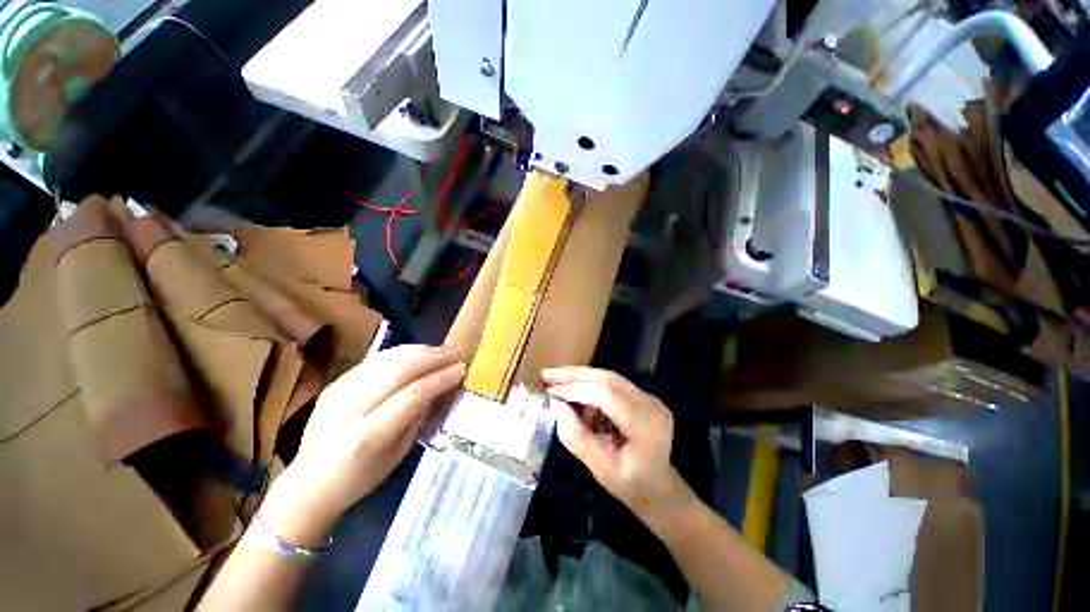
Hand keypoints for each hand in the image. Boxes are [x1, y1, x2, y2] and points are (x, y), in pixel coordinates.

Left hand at [261, 345, 465, 545]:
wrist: (310, 483)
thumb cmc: (360, 477)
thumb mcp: (398, 454)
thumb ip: (418, 416)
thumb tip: (439, 385)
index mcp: (368, 435)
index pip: (412, 394)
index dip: (441, 377)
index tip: (461, 368)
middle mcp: (350, 408)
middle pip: (398, 369)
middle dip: (433, 357)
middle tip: (455, 354)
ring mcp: (339, 390)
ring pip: (387, 358)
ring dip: (419, 350)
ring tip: (441, 351)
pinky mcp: (336, 382)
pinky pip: (376, 359)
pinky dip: (402, 353)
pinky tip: (418, 353)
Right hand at [542, 367, 692, 518]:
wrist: (658, 487)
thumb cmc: (630, 484)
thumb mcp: (600, 469)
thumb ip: (576, 437)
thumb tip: (555, 404)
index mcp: (645, 424)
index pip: (606, 395)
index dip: (576, 389)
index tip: (550, 391)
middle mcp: (651, 404)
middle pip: (608, 378)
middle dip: (574, 375)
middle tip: (547, 374)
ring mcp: (649, 397)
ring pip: (609, 377)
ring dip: (580, 376)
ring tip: (555, 380)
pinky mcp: (642, 396)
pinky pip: (612, 384)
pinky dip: (590, 385)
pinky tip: (575, 392)